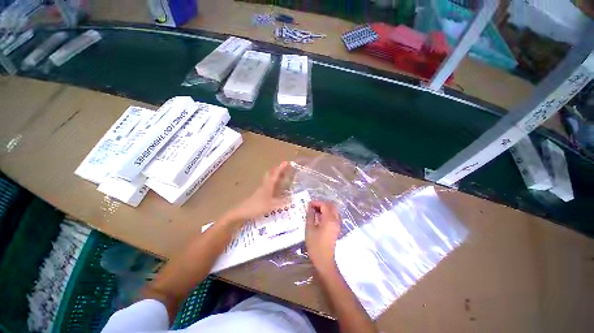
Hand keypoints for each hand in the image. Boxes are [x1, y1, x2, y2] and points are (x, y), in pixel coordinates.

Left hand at [224, 162, 289, 223]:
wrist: (241, 212)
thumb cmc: (255, 207)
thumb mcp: (270, 206)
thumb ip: (281, 203)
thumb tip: (293, 200)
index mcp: (267, 186)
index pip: (275, 175)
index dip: (280, 169)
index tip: (286, 162)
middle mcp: (264, 186)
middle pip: (270, 176)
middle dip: (277, 172)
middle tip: (285, 169)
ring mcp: (260, 191)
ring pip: (269, 182)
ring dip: (275, 178)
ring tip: (282, 178)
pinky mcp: (258, 196)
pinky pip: (268, 188)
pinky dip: (273, 187)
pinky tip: (275, 191)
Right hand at [305, 201, 341, 273]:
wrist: (324, 258)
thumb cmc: (315, 244)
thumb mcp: (309, 229)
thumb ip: (310, 216)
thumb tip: (310, 207)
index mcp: (330, 219)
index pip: (325, 205)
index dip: (316, 202)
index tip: (307, 204)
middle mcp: (336, 220)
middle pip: (331, 206)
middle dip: (321, 204)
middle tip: (311, 207)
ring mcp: (338, 225)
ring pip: (333, 211)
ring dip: (325, 209)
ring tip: (314, 212)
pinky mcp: (337, 229)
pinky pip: (334, 217)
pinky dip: (327, 214)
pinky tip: (319, 219)